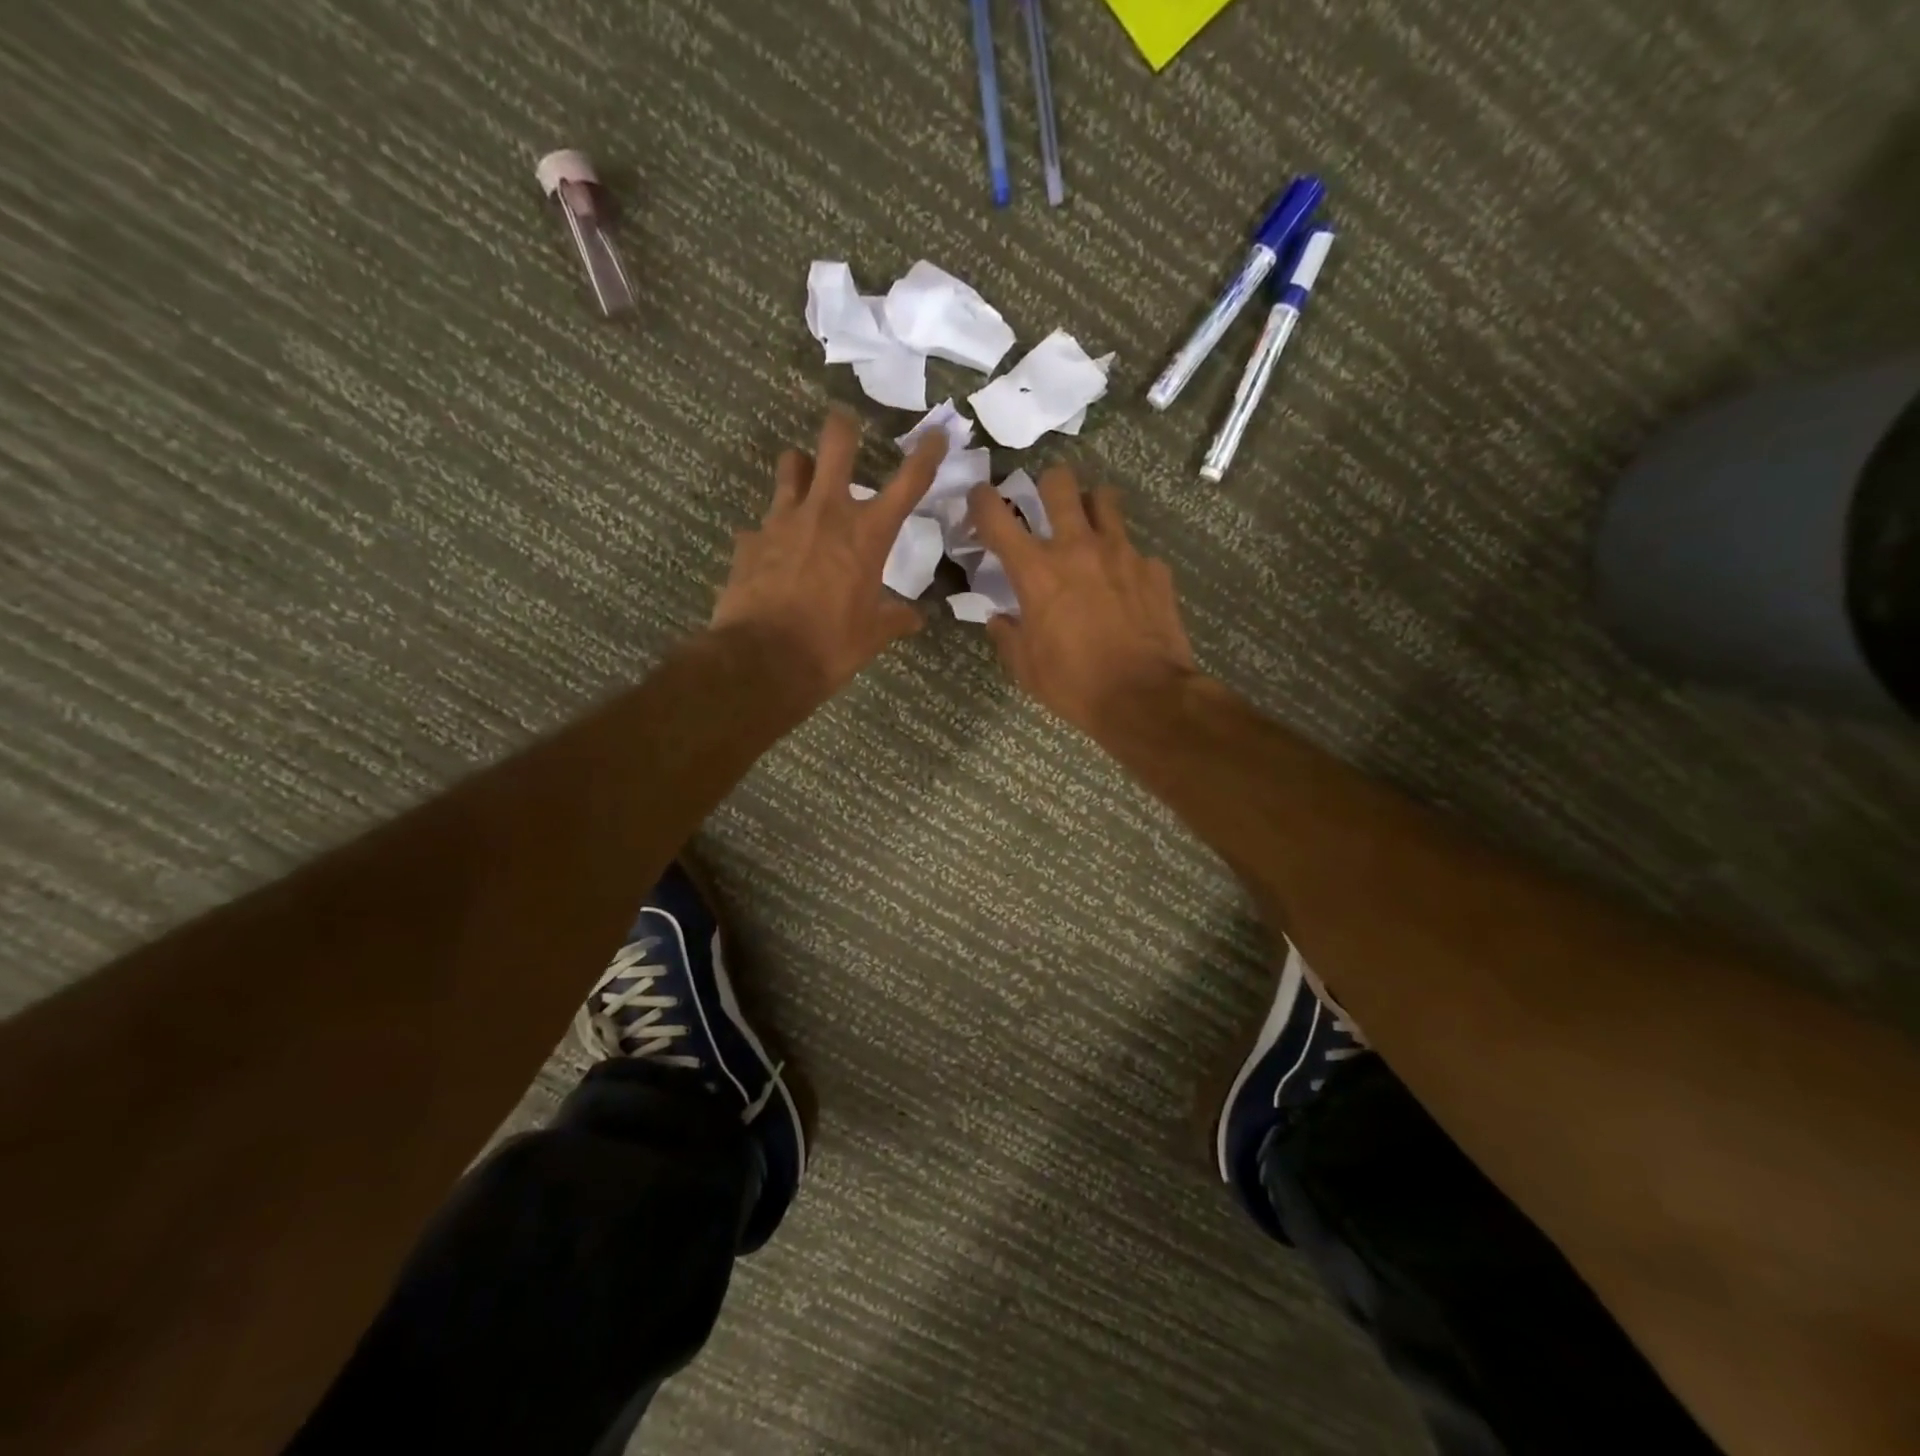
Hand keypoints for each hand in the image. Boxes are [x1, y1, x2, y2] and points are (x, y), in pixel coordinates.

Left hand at [712, 409, 947, 698]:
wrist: (764, 661)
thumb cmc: (831, 646)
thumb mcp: (873, 635)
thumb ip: (895, 618)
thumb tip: (915, 618)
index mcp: (867, 534)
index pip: (908, 483)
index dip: (926, 455)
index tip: (937, 435)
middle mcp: (826, 513)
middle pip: (836, 443)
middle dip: (844, 427)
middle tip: (846, 427)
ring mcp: (782, 521)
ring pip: (791, 467)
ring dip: (801, 469)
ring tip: (805, 482)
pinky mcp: (749, 540)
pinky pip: (761, 525)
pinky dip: (770, 534)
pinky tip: (772, 554)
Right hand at [967, 469, 1196, 734]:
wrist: (1144, 697)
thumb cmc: (1074, 684)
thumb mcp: (1026, 668)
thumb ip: (1008, 635)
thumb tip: (999, 618)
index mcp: (1036, 570)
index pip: (997, 516)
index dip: (982, 500)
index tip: (980, 499)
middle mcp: (1077, 547)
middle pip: (1059, 483)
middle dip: (1047, 485)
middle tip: (1046, 505)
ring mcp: (1121, 552)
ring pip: (1104, 499)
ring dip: (1091, 507)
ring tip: (1090, 530)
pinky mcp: (1154, 569)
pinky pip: (1136, 550)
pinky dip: (1125, 561)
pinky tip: (1126, 586)